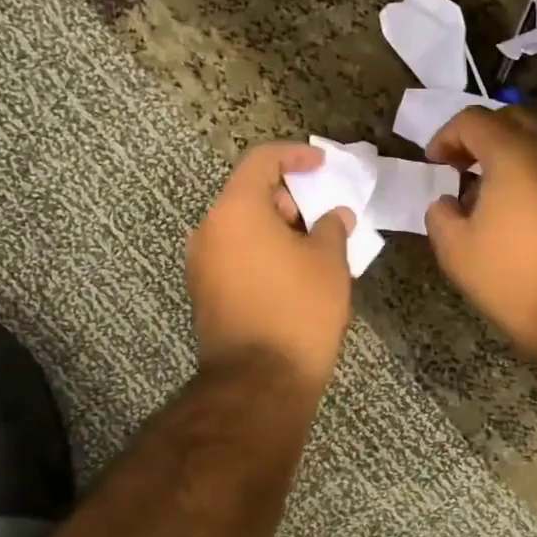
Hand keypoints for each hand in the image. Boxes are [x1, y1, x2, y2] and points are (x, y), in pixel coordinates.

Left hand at [187, 143, 354, 389]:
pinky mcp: (204, 292)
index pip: (262, 161)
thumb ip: (332, 227)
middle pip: (249, 194)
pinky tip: (292, 273)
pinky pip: (235, 255)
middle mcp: (209, 230)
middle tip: (323, 216)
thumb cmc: (299, 310)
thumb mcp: (328, 262)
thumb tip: (335, 215)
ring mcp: (201, 263)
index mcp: (235, 210)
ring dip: (277, 228)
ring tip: (314, 248)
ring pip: (242, 227)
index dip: (295, 155)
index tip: (323, 165)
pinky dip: (262, 251)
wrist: (259, 381)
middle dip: (289, 198)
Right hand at [424, 107, 536, 356]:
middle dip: (479, 136)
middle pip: (511, 120)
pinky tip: (515, 212)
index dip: (446, 136)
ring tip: (485, 193)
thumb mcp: (454, 249)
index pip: (474, 120)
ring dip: (506, 155)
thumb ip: (440, 214)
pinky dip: (529, 174)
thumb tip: (447, 202)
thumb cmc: (509, 278)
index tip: (433, 163)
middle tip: (459, 167)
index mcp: (513, 155)